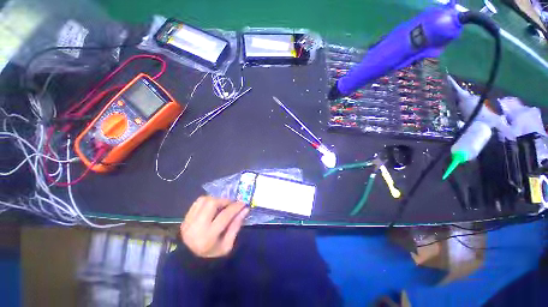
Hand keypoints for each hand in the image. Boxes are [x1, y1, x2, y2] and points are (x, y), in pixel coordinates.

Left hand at [181, 196, 248, 257]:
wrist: (190, 260)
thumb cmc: (213, 253)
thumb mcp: (228, 244)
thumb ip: (236, 225)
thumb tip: (245, 209)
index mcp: (208, 236)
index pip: (224, 215)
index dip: (236, 207)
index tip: (243, 203)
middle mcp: (196, 226)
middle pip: (212, 203)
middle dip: (224, 201)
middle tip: (230, 205)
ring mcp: (188, 221)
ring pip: (204, 200)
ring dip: (215, 200)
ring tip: (221, 206)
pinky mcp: (185, 218)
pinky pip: (197, 202)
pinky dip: (207, 202)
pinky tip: (211, 208)